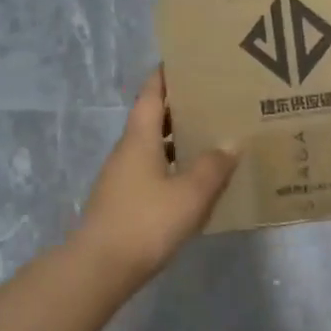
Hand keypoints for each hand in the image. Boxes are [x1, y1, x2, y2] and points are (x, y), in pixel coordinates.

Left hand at [71, 70, 236, 290]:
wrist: (99, 268)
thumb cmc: (145, 221)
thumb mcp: (189, 194)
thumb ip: (213, 167)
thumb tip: (231, 143)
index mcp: (139, 138)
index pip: (151, 94)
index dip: (166, 75)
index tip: (186, 61)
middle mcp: (127, 151)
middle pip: (153, 119)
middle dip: (180, 108)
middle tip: (213, 102)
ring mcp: (122, 178)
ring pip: (153, 147)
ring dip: (178, 140)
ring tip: (212, 139)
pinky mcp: (123, 202)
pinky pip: (152, 172)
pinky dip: (173, 167)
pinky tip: (195, 182)